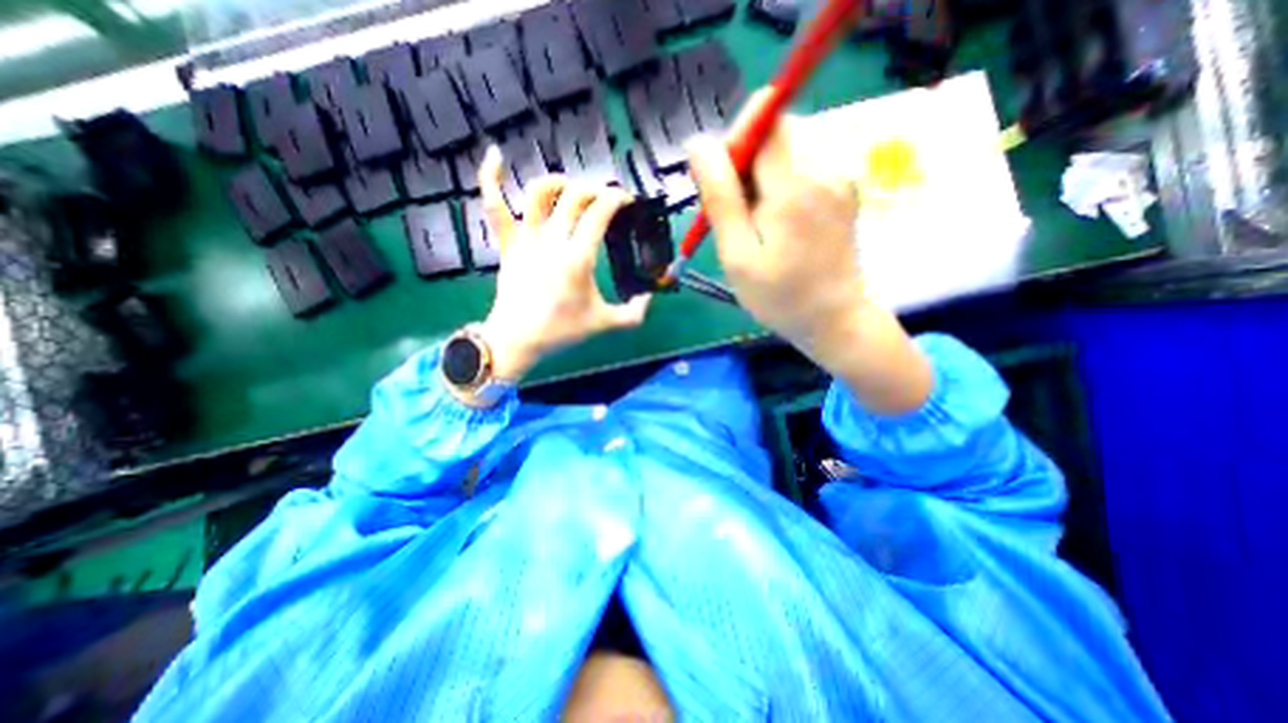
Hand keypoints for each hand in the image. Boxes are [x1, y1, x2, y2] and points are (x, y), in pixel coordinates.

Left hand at [476, 146, 649, 383]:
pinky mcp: (507, 243)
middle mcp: (552, 240)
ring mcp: (526, 238)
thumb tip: (648, 299)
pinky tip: (495, 155)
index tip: (627, 201)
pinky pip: (494, 205)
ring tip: (570, 188)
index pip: (600, 211)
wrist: (518, 340)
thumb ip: (634, 314)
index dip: (617, 198)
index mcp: (578, 257)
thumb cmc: (561, 332)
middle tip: (606, 200)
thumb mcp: (604, 324)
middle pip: (575, 196)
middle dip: (596, 190)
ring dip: (558, 182)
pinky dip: (490, 178)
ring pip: (539, 192)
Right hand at [688, 92, 931, 413]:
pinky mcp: (845, 190)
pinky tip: (779, 226)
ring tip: (757, 227)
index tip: (722, 180)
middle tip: (736, 215)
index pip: (765, 118)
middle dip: (747, 163)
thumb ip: (720, 197)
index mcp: (793, 186)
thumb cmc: (779, 296)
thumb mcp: (737, 254)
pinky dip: (782, 187)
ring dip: (763, 178)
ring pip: (789, 151)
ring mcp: (840, 178)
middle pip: (777, 133)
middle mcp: (824, 169)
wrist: (835, 320)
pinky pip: (805, 169)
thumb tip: (699, 143)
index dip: (736, 139)